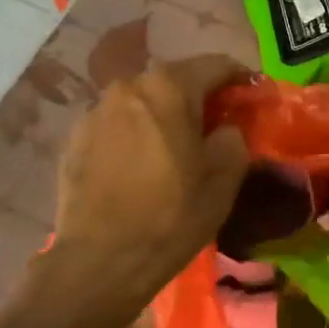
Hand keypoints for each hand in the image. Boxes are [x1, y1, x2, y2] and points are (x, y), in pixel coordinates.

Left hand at [50, 56, 250, 322]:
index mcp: (169, 87)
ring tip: (177, 147)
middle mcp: (128, 86)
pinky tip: (143, 166)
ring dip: (164, 116)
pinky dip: (136, 135)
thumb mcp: (224, 177)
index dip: (240, 78)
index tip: (253, 96)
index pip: (216, 65)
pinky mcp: (74, 140)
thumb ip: (234, 137)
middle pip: (175, 81)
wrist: (99, 262)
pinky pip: (117, 126)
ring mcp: (95, 112)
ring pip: (143, 102)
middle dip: (200, 97)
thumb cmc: (171, 215)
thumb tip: (225, 129)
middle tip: (217, 126)